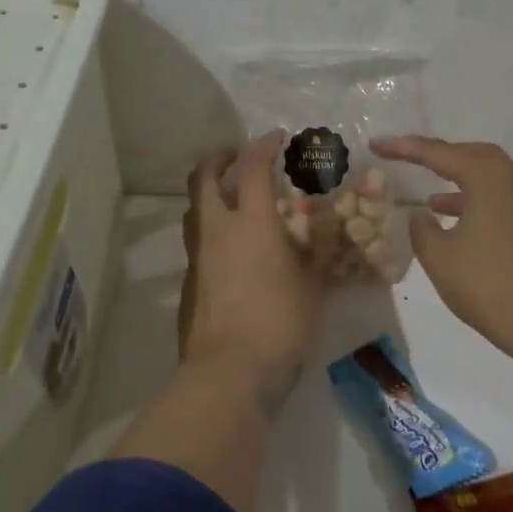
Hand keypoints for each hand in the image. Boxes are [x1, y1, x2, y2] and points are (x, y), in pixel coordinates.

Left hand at [177, 131, 324, 405]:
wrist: (229, 373)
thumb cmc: (280, 324)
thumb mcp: (313, 287)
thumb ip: (318, 253)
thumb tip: (325, 229)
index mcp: (251, 223)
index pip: (252, 167)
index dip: (263, 146)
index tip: (276, 138)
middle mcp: (217, 231)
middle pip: (203, 177)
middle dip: (219, 158)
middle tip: (237, 157)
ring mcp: (197, 257)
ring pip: (193, 209)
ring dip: (209, 194)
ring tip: (232, 201)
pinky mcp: (187, 283)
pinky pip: (196, 243)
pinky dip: (210, 231)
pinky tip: (230, 252)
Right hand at [372, 135, 512, 364]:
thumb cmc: (487, 283)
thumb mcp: (439, 256)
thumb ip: (422, 230)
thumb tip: (422, 215)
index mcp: (488, 178)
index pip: (439, 153)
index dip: (404, 148)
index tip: (377, 145)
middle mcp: (511, 182)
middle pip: (472, 155)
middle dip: (438, 155)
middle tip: (408, 159)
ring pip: (487, 178)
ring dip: (457, 181)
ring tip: (428, 196)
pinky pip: (497, 199)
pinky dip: (472, 201)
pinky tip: (454, 224)